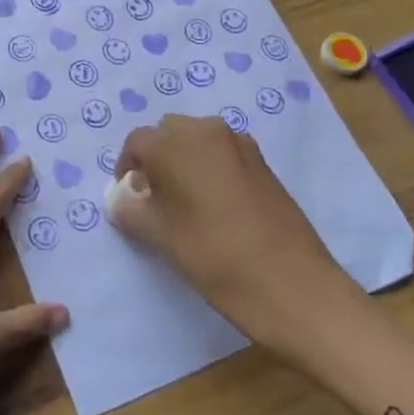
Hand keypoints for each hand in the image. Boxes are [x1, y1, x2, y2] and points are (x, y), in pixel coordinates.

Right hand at [111, 115, 359, 357]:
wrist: (291, 283)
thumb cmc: (214, 257)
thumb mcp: (160, 237)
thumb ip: (131, 211)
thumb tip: (123, 199)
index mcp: (175, 143)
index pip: (137, 142)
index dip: (127, 168)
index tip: (130, 198)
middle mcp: (207, 131)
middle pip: (168, 133)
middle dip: (157, 158)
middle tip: (156, 198)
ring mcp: (240, 144)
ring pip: (198, 140)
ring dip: (185, 161)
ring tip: (186, 203)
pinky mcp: (263, 162)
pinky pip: (224, 153)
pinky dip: (212, 168)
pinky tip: (217, 206)